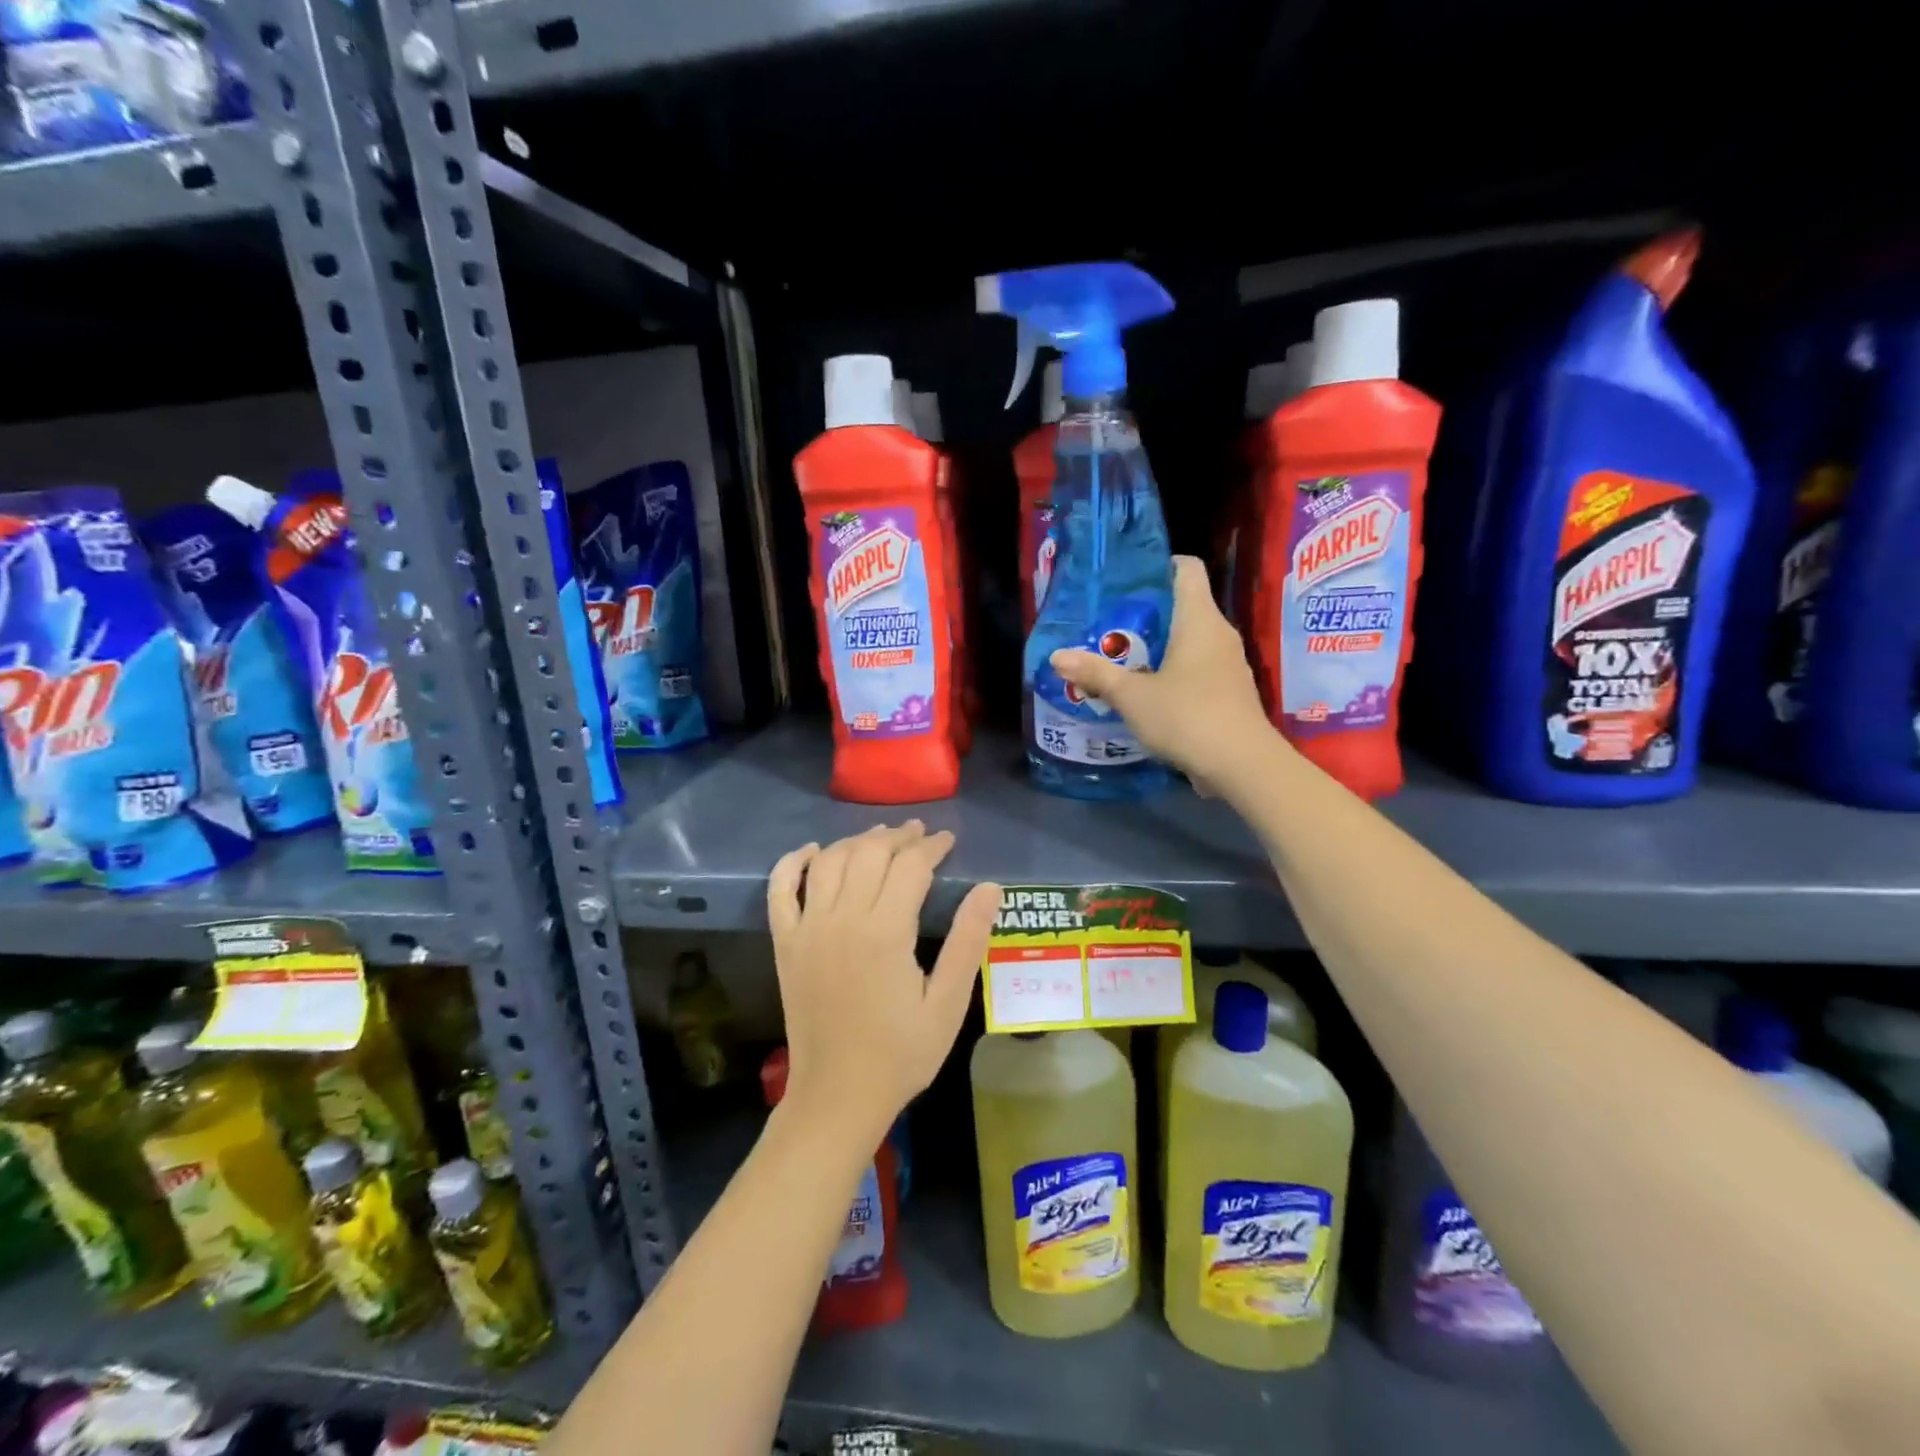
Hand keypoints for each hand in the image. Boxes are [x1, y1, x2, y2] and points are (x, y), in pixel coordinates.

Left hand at [767, 823, 1000, 1143]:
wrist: (838, 1096)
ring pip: (829, 861)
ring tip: (879, 838)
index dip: (931, 846)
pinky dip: (792, 862)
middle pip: (869, 853)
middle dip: (897, 837)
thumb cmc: (901, 1054)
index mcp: (885, 932)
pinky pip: (780, 889)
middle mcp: (842, 919)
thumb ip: (968, 941)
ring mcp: (807, 929)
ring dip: (855, 841)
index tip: (948, 841)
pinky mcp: (785, 943)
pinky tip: (811, 850)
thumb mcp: (947, 1004)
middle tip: (919, 835)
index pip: (910, 866)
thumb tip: (990, 888)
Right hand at [1050, 554, 1277, 793]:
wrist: (1243, 766)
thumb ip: (1096, 674)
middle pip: (1184, 605)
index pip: (1187, 569)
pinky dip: (1174, 671)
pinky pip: (1198, 667)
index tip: (1126, 580)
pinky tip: (1148, 691)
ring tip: (1122, 657)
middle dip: (1147, 612)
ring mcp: (1229, 664)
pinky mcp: (1230, 691)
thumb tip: (1056, 657)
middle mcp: (1219, 633)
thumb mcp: (1132, 697)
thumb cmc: (1187, 717)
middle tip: (1108, 624)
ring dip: (1159, 645)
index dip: (1158, 566)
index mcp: (1199, 619)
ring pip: (1191, 640)